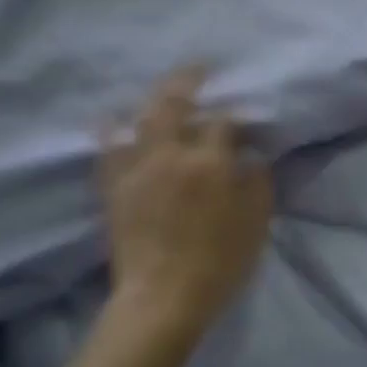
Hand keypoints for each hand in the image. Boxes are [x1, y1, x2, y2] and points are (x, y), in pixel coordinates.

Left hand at [99, 69, 273, 334]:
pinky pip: (108, 150)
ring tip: (162, 91)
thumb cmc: (219, 262)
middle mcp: (171, 155)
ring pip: (140, 120)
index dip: (236, 117)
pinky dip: (111, 131)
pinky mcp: (115, 188)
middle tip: (198, 68)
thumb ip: (258, 182)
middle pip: (175, 103)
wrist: (162, 299)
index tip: (243, 122)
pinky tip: (114, 121)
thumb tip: (253, 156)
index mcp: (210, 163)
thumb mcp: (256, 222)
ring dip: (152, 100)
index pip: (224, 122)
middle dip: (188, 80)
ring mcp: (138, 170)